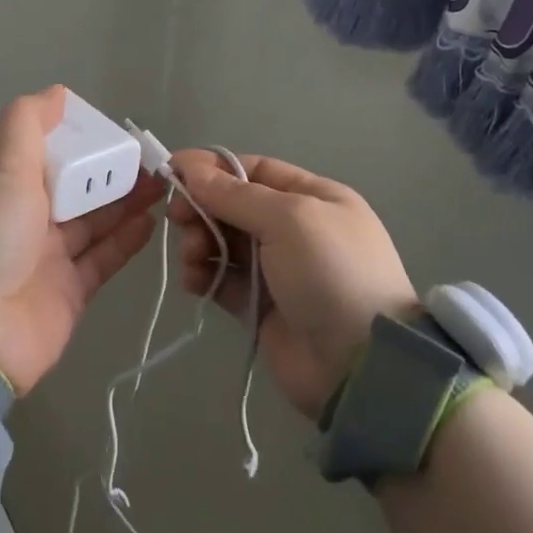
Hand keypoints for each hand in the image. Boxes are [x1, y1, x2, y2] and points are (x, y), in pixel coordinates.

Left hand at [0, 86, 163, 394]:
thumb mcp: (0, 171)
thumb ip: (27, 125)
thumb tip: (56, 91)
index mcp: (0, 186)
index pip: (42, 152)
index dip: (75, 138)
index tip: (110, 127)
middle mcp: (22, 219)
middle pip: (73, 186)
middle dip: (108, 170)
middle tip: (149, 156)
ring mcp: (45, 258)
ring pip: (92, 220)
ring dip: (124, 200)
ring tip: (160, 182)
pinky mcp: (68, 293)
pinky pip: (101, 258)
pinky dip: (125, 238)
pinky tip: (151, 219)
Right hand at [169, 151, 417, 419]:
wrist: (358, 366)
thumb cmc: (330, 273)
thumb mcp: (288, 219)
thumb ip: (234, 194)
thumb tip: (188, 166)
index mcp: (313, 197)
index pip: (255, 170)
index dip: (213, 169)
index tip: (173, 172)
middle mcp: (295, 229)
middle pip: (234, 205)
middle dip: (203, 207)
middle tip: (177, 218)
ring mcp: (277, 269)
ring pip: (224, 241)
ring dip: (199, 241)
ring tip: (192, 256)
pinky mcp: (259, 306)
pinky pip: (222, 279)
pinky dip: (203, 274)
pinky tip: (194, 280)